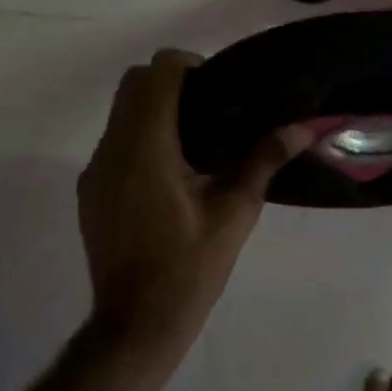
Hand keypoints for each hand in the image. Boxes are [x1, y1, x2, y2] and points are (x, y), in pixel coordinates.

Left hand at [77, 49, 308, 362]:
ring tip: (193, 140)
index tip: (216, 88)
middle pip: (133, 83)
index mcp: (148, 147)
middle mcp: (113, 148)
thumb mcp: (235, 212)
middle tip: (209, 109)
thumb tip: (302, 127)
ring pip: (120, 111)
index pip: (158, 72)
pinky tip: (169, 173)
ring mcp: (95, 169)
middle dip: (169, 82)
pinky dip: (139, 136)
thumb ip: (264, 160)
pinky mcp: (89, 189)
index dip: (188, 66)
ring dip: (153, 109)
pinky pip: (114, 140)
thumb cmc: (190, 267)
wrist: (136, 324)